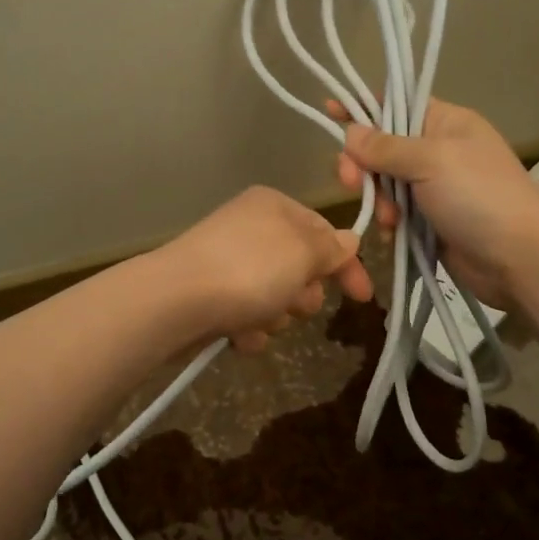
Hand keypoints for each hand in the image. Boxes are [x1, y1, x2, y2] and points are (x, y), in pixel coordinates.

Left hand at [158, 186, 374, 351]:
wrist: (176, 301)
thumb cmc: (250, 269)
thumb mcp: (303, 252)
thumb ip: (330, 248)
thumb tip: (348, 240)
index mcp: (273, 206)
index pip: (324, 232)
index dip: (346, 265)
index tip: (362, 297)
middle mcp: (250, 228)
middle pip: (299, 268)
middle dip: (303, 294)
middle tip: (293, 302)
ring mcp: (227, 262)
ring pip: (275, 296)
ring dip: (275, 315)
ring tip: (258, 318)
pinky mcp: (210, 295)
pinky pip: (246, 314)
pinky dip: (248, 327)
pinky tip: (238, 334)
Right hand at [330, 97, 538, 307]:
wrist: (520, 258)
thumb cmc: (479, 197)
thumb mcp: (431, 161)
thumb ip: (386, 147)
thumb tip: (350, 132)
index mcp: (446, 123)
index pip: (397, 104)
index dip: (363, 107)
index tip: (330, 110)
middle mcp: (439, 150)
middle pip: (383, 147)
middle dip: (364, 165)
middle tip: (350, 182)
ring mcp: (435, 187)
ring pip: (385, 183)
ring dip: (379, 199)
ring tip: (389, 218)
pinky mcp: (431, 220)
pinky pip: (396, 212)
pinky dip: (389, 222)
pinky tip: (392, 233)